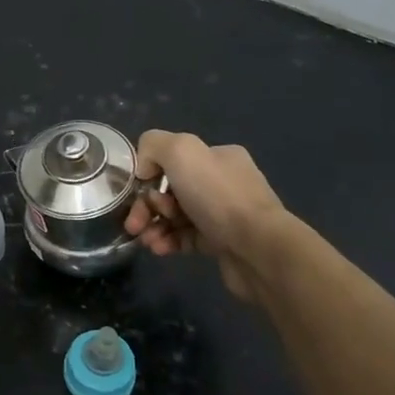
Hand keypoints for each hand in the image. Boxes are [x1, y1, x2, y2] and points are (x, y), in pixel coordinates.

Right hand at [123, 130, 284, 302]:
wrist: (258, 248)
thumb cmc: (218, 196)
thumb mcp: (181, 151)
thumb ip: (154, 145)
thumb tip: (145, 168)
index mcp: (217, 156)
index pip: (172, 160)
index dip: (149, 175)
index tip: (138, 192)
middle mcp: (223, 182)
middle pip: (170, 189)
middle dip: (148, 205)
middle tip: (136, 222)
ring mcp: (224, 215)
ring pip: (176, 216)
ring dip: (154, 225)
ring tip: (146, 240)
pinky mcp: (222, 243)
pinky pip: (186, 238)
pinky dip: (168, 241)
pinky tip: (158, 249)